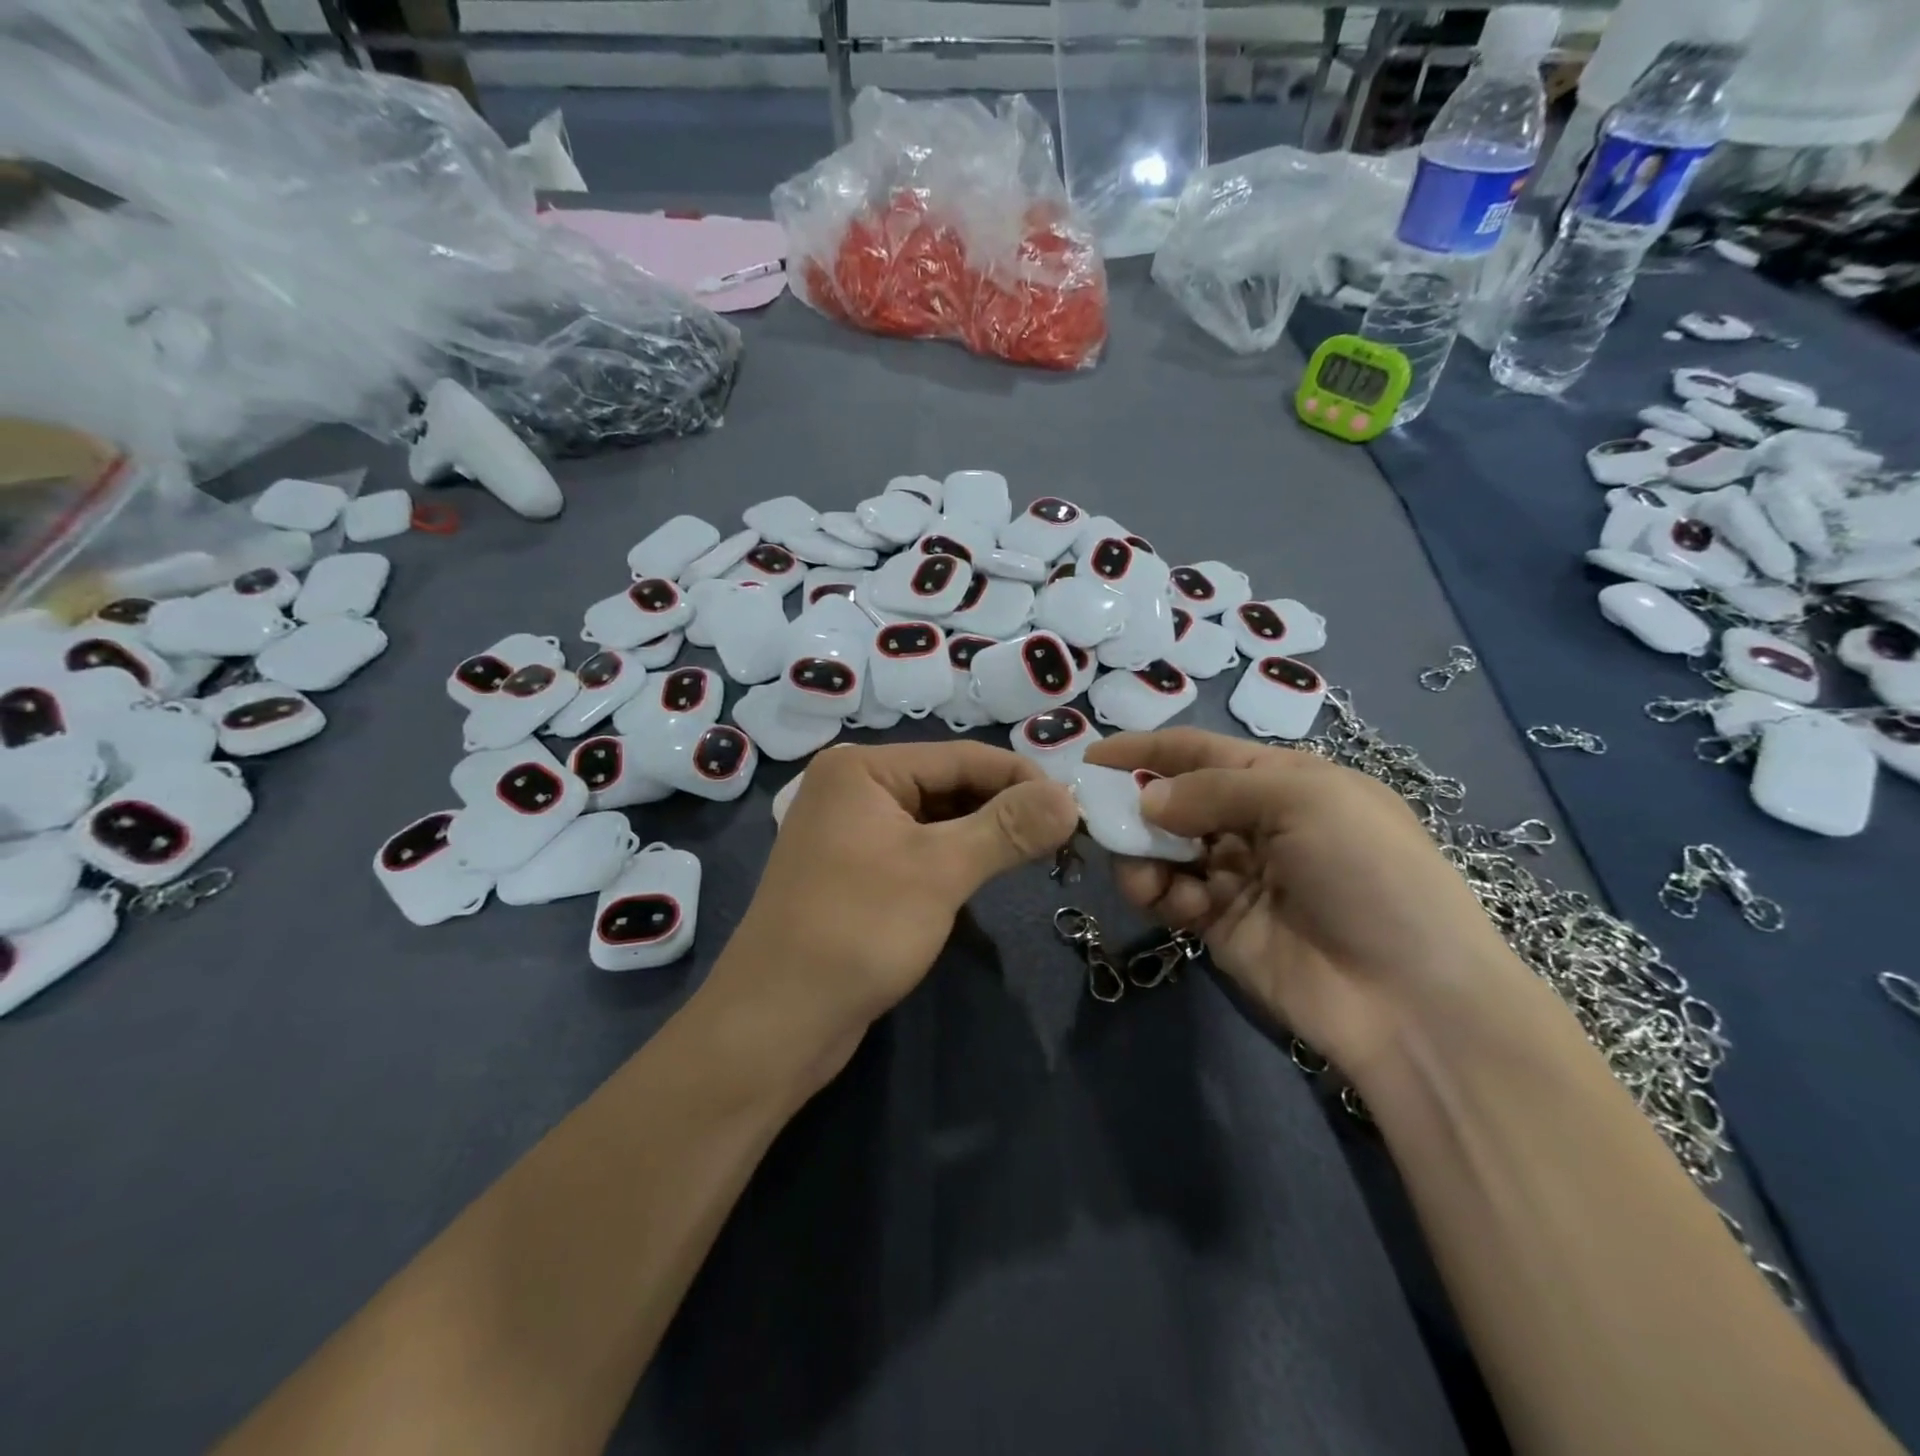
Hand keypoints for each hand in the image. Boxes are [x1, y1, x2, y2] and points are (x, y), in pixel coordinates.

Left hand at [708, 741, 1077, 1089]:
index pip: (962, 757)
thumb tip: (1071, 797)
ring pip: (938, 818)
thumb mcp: (939, 871)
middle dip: (1006, 808)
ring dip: (986, 835)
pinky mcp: (857, 871)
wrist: (776, 1023)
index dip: (1024, 779)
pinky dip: (957, 858)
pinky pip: (919, 848)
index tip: (1080, 808)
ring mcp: (852, 831)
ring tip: (1041, 854)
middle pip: (949, 784)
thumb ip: (1007, 828)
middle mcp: (854, 788)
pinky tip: (991, 873)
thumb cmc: (857, 930)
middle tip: (1067, 837)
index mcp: (863, 769)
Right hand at [1085, 728, 1529, 1083]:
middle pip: (1175, 800)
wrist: (1410, 999)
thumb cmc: (1368, 873)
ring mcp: (1235, 876)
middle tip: (1098, 817)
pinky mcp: (1218, 925)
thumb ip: (1213, 791)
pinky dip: (1159, 893)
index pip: (1201, 752)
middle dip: (1136, 805)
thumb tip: (1145, 801)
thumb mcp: (1304, 801)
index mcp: (1284, 781)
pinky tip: (1173, 904)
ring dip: (1143, 854)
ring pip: (1164, 849)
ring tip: (1144, 874)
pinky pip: (1170, 895)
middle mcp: (1255, 823)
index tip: (1092, 755)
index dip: (1147, 749)